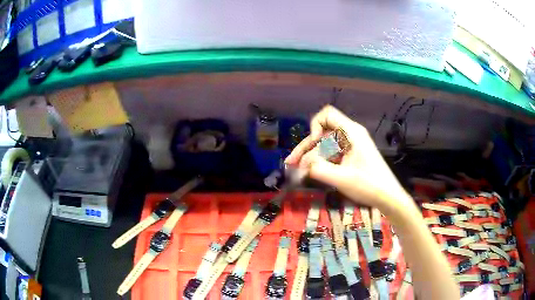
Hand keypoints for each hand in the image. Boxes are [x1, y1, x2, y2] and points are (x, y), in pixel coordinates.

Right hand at [285, 105, 411, 213]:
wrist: (388, 197)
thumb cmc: (369, 186)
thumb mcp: (342, 178)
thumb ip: (318, 169)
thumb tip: (300, 165)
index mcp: (352, 133)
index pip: (327, 114)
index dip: (315, 126)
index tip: (313, 144)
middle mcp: (350, 135)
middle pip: (322, 132)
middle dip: (306, 147)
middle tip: (291, 163)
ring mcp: (351, 145)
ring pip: (325, 144)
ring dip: (312, 156)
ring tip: (298, 171)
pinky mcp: (351, 155)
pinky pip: (332, 153)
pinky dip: (321, 161)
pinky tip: (312, 172)